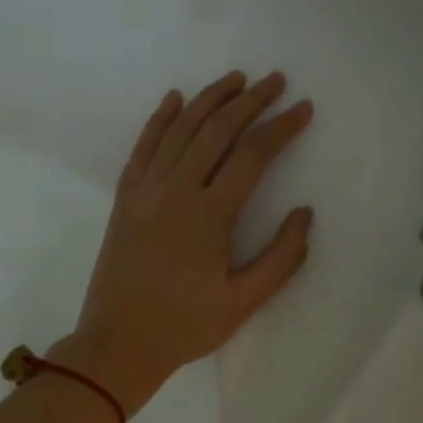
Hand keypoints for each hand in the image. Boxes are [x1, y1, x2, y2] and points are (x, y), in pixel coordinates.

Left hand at [56, 70, 314, 411]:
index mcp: (210, 215)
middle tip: (275, 81)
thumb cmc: (186, 326)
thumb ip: (282, 257)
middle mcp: (176, 190)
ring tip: (235, 78)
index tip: (303, 109)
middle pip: (217, 130)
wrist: (118, 344)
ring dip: (209, 99)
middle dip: (250, 101)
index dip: (281, 128)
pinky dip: (160, 118)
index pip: (253, 155)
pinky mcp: (125, 199)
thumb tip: (304, 213)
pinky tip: (174, 99)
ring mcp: (146, 191)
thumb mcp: (244, 302)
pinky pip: (144, 147)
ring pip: (180, 130)